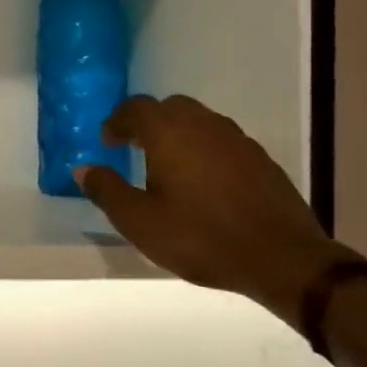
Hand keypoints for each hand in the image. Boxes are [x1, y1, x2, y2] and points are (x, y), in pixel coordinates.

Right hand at [75, 95, 345, 324]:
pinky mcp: (261, 160)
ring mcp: (238, 140)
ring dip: (178, 134)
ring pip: (200, 121)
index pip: (136, 108)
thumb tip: (84, 168)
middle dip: (148, 123)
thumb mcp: (140, 222)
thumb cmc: (201, 238)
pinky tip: (203, 183)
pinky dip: (204, 150)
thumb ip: (107, 190)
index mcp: (170, 133)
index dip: (117, 121)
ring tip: (167, 167)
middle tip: (134, 149)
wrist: (282, 258)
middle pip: (170, 107)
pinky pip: (222, 141)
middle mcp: (204, 125)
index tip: (108, 143)